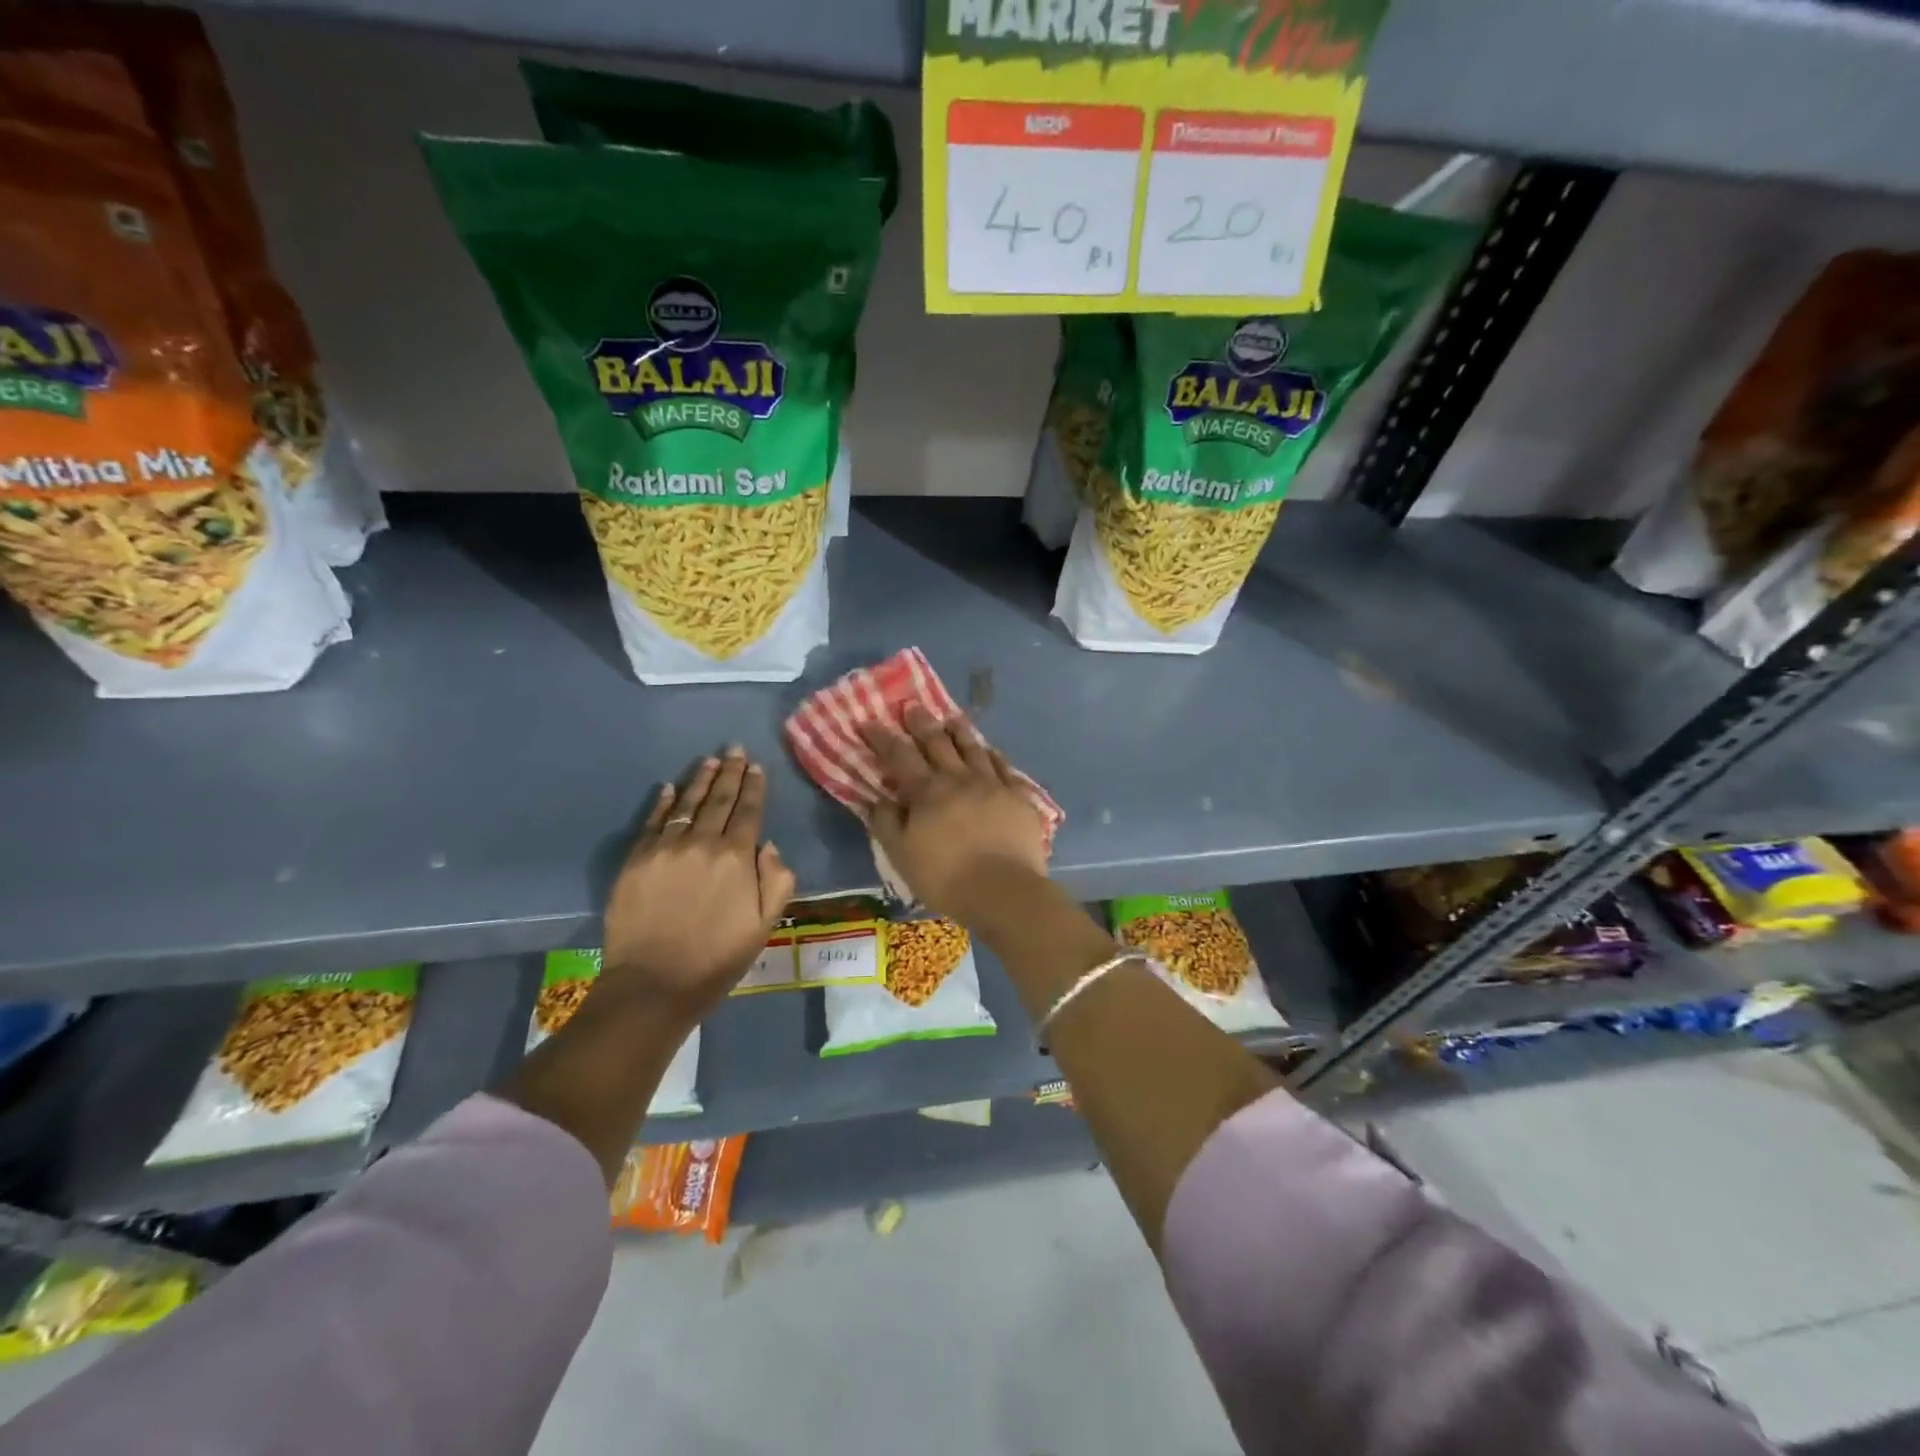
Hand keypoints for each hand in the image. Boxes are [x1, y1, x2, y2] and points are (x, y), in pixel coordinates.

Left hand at [601, 749, 795, 1023]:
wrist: (654, 984)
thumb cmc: (717, 958)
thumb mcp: (764, 925)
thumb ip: (776, 881)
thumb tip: (769, 845)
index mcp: (736, 858)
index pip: (748, 811)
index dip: (754, 787)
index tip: (756, 766)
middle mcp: (701, 843)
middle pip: (719, 800)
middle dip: (730, 773)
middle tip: (736, 749)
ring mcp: (664, 849)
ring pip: (687, 804)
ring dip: (701, 780)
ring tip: (710, 761)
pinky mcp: (636, 860)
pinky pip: (653, 822)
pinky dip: (664, 802)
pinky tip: (670, 788)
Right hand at [860, 705, 1048, 920]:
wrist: (1004, 890)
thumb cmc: (945, 877)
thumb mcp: (901, 855)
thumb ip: (886, 823)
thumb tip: (876, 798)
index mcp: (927, 792)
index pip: (899, 756)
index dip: (883, 738)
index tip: (870, 722)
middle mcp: (959, 778)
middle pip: (938, 743)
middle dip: (922, 723)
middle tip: (912, 706)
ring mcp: (993, 784)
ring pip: (974, 748)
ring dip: (960, 731)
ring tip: (952, 717)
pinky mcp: (1019, 797)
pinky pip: (1005, 767)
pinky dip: (994, 755)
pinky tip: (990, 751)